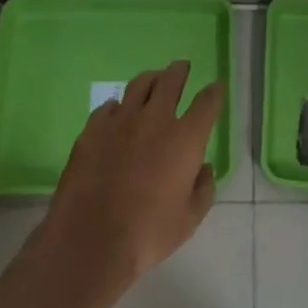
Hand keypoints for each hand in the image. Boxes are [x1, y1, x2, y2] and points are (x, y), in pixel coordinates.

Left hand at [41, 61, 223, 296]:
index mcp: (185, 138)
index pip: (206, 103)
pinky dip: (117, 107)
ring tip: (153, 80)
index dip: (214, 92)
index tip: (216, 86)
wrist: (91, 240)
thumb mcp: (188, 221)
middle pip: (171, 80)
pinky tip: (117, 114)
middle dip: (180, 71)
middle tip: (182, 67)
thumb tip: (204, 168)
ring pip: (139, 84)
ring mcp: (121, 120)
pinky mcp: (93, 128)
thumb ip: (203, 190)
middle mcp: (155, 119)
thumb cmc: (147, 234)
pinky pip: (108, 106)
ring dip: (150, 79)